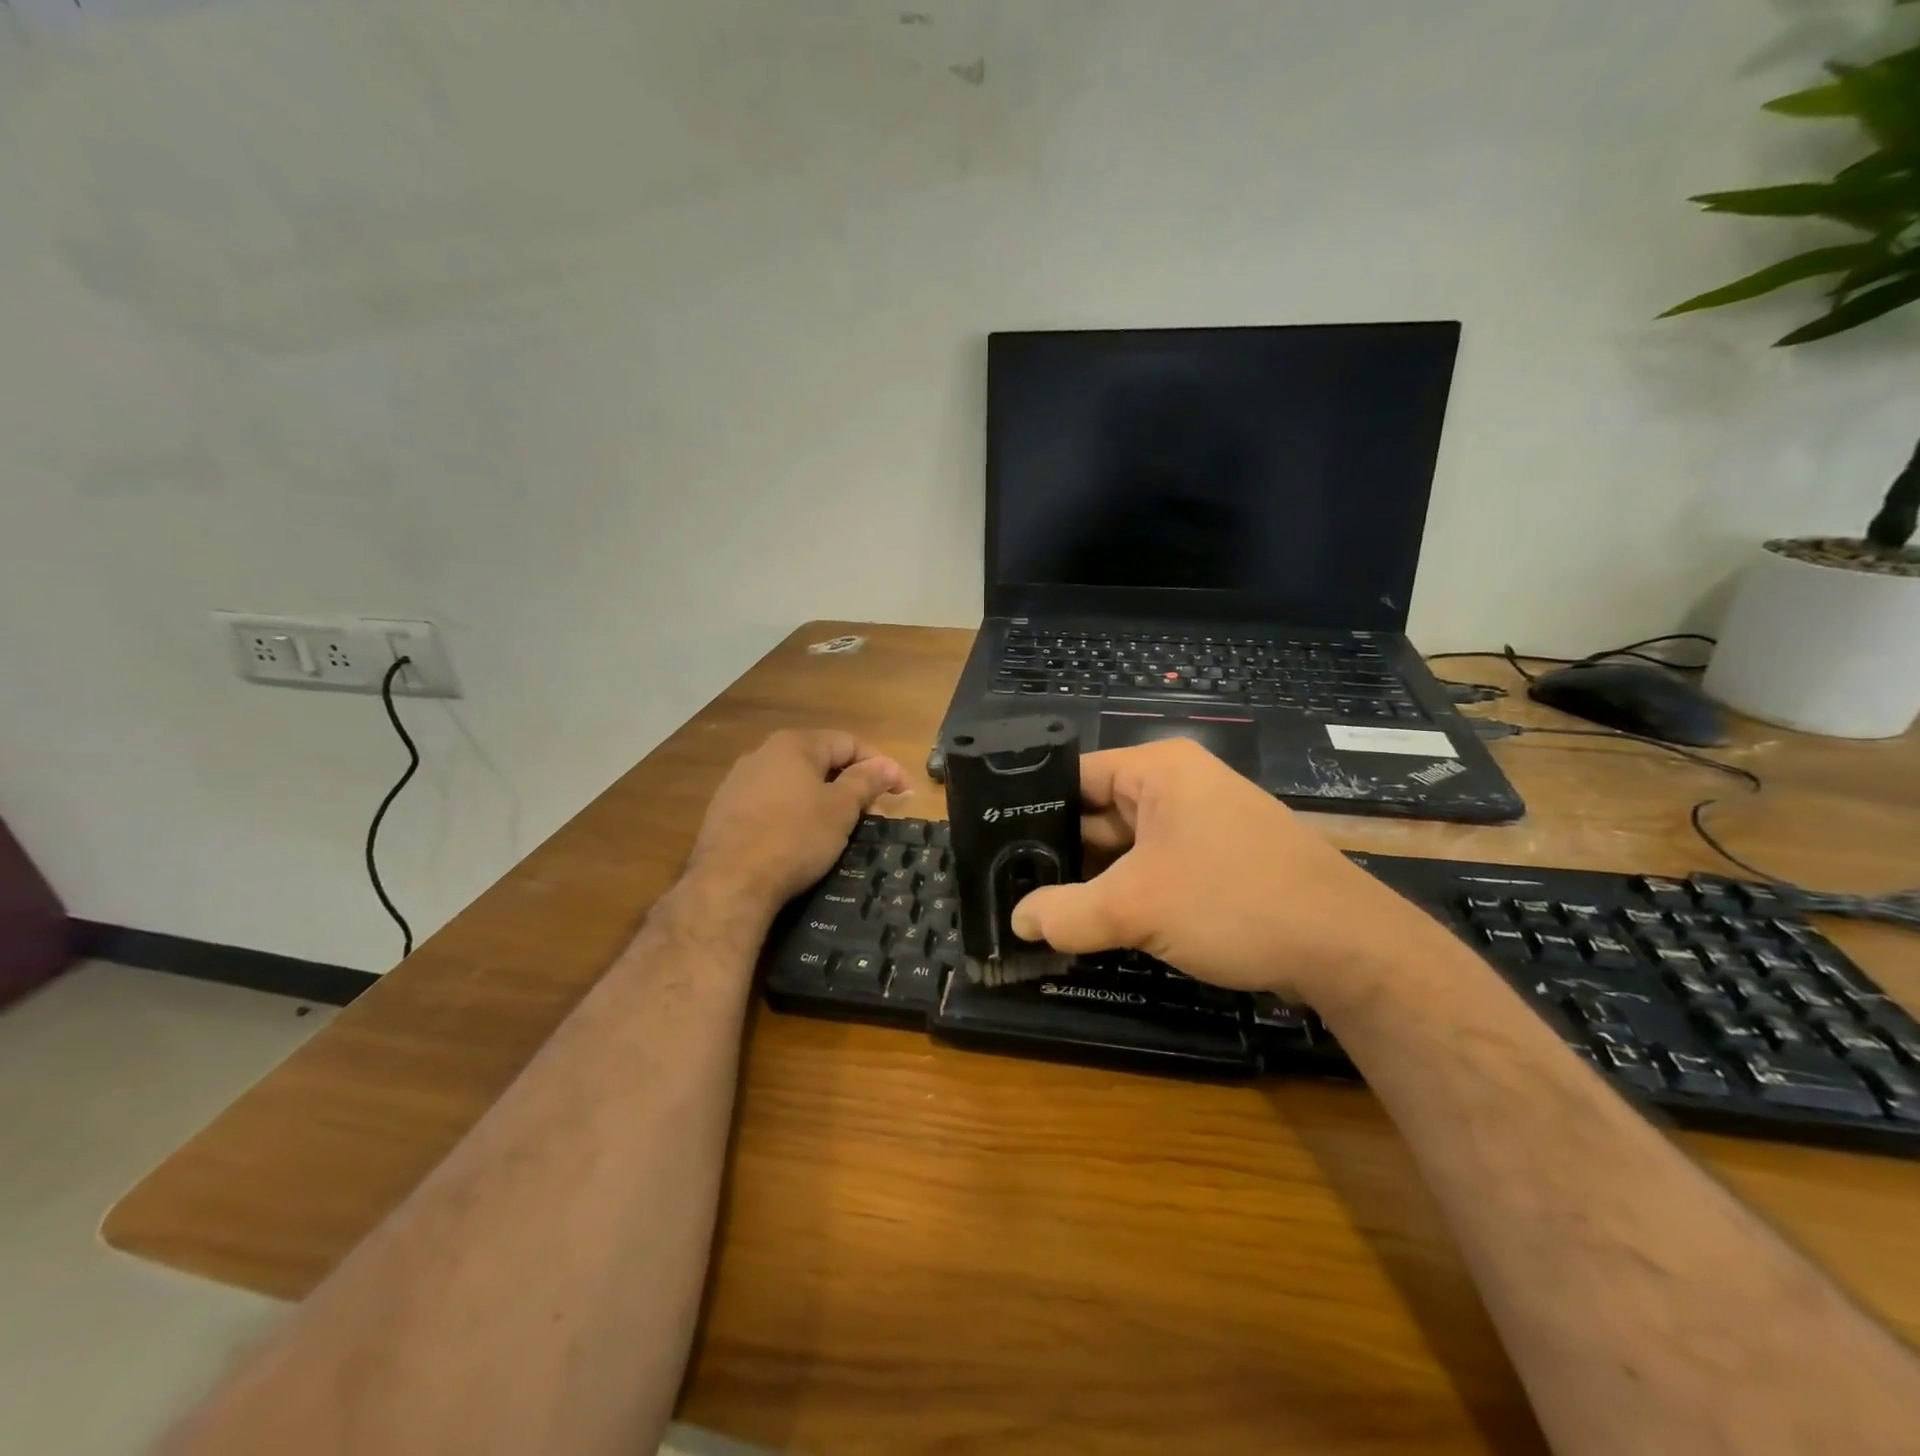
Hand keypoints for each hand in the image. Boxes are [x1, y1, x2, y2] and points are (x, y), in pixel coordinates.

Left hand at [686, 729, 909, 916]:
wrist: (729, 883)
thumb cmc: (794, 838)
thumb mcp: (840, 809)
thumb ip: (865, 781)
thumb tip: (886, 765)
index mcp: (794, 745)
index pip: (849, 743)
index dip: (881, 765)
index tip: (902, 792)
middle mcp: (763, 753)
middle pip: (820, 760)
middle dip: (853, 784)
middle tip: (875, 814)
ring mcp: (739, 782)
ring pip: (795, 782)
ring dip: (824, 799)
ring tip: (843, 827)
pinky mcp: (725, 811)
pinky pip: (773, 802)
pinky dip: (796, 813)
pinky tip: (803, 837)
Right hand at [1009, 738, 1437, 1001]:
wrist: (1347, 949)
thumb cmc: (1235, 901)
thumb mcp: (1137, 907)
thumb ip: (1067, 913)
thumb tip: (1017, 922)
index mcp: (1158, 770)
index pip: (1074, 776)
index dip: (1031, 808)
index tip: (993, 846)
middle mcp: (1177, 788)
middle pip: (1096, 815)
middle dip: (1058, 854)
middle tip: (1008, 888)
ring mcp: (1199, 827)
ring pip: (1124, 849)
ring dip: (1091, 882)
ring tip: (1037, 911)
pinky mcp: (1215, 864)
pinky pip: (1153, 871)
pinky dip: (1124, 896)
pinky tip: (1090, 926)